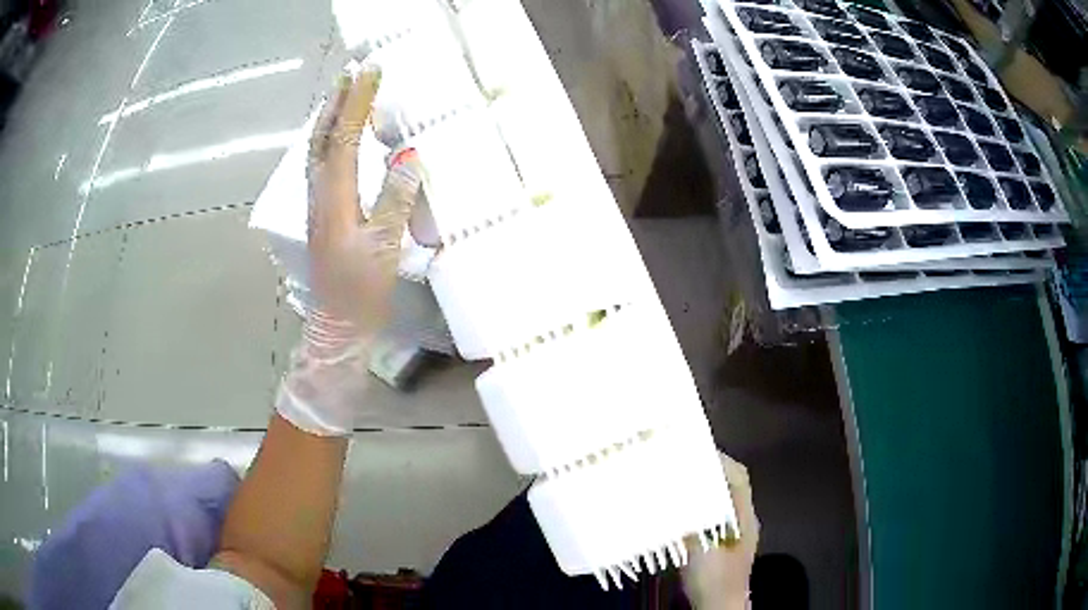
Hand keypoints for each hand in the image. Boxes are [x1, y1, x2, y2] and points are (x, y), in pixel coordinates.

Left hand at [307, 70, 418, 333]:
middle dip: (338, 100)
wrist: (336, 322)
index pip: (346, 137)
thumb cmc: (361, 290)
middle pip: (323, 136)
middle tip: (352, 71)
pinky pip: (321, 161)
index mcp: (336, 197)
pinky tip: (339, 134)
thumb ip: (396, 200)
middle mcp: (320, 192)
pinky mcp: (321, 211)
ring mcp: (317, 202)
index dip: (358, 102)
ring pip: (318, 147)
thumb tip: (409, 155)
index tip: (371, 71)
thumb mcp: (385, 247)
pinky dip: (330, 137)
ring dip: (331, 115)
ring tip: (344, 91)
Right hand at [682, 453, 758, 609]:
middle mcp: (744, 520)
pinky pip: (714, 514)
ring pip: (722, 500)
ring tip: (678, 481)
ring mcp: (735, 532)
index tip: (695, 450)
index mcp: (744, 518)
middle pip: (731, 485)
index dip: (720, 461)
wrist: (720, 607)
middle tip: (681, 463)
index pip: (738, 478)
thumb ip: (690, 524)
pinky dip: (700, 506)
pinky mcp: (724, 544)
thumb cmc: (714, 579)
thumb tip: (672, 498)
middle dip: (710, 471)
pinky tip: (681, 510)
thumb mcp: (699, 552)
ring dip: (704, 488)